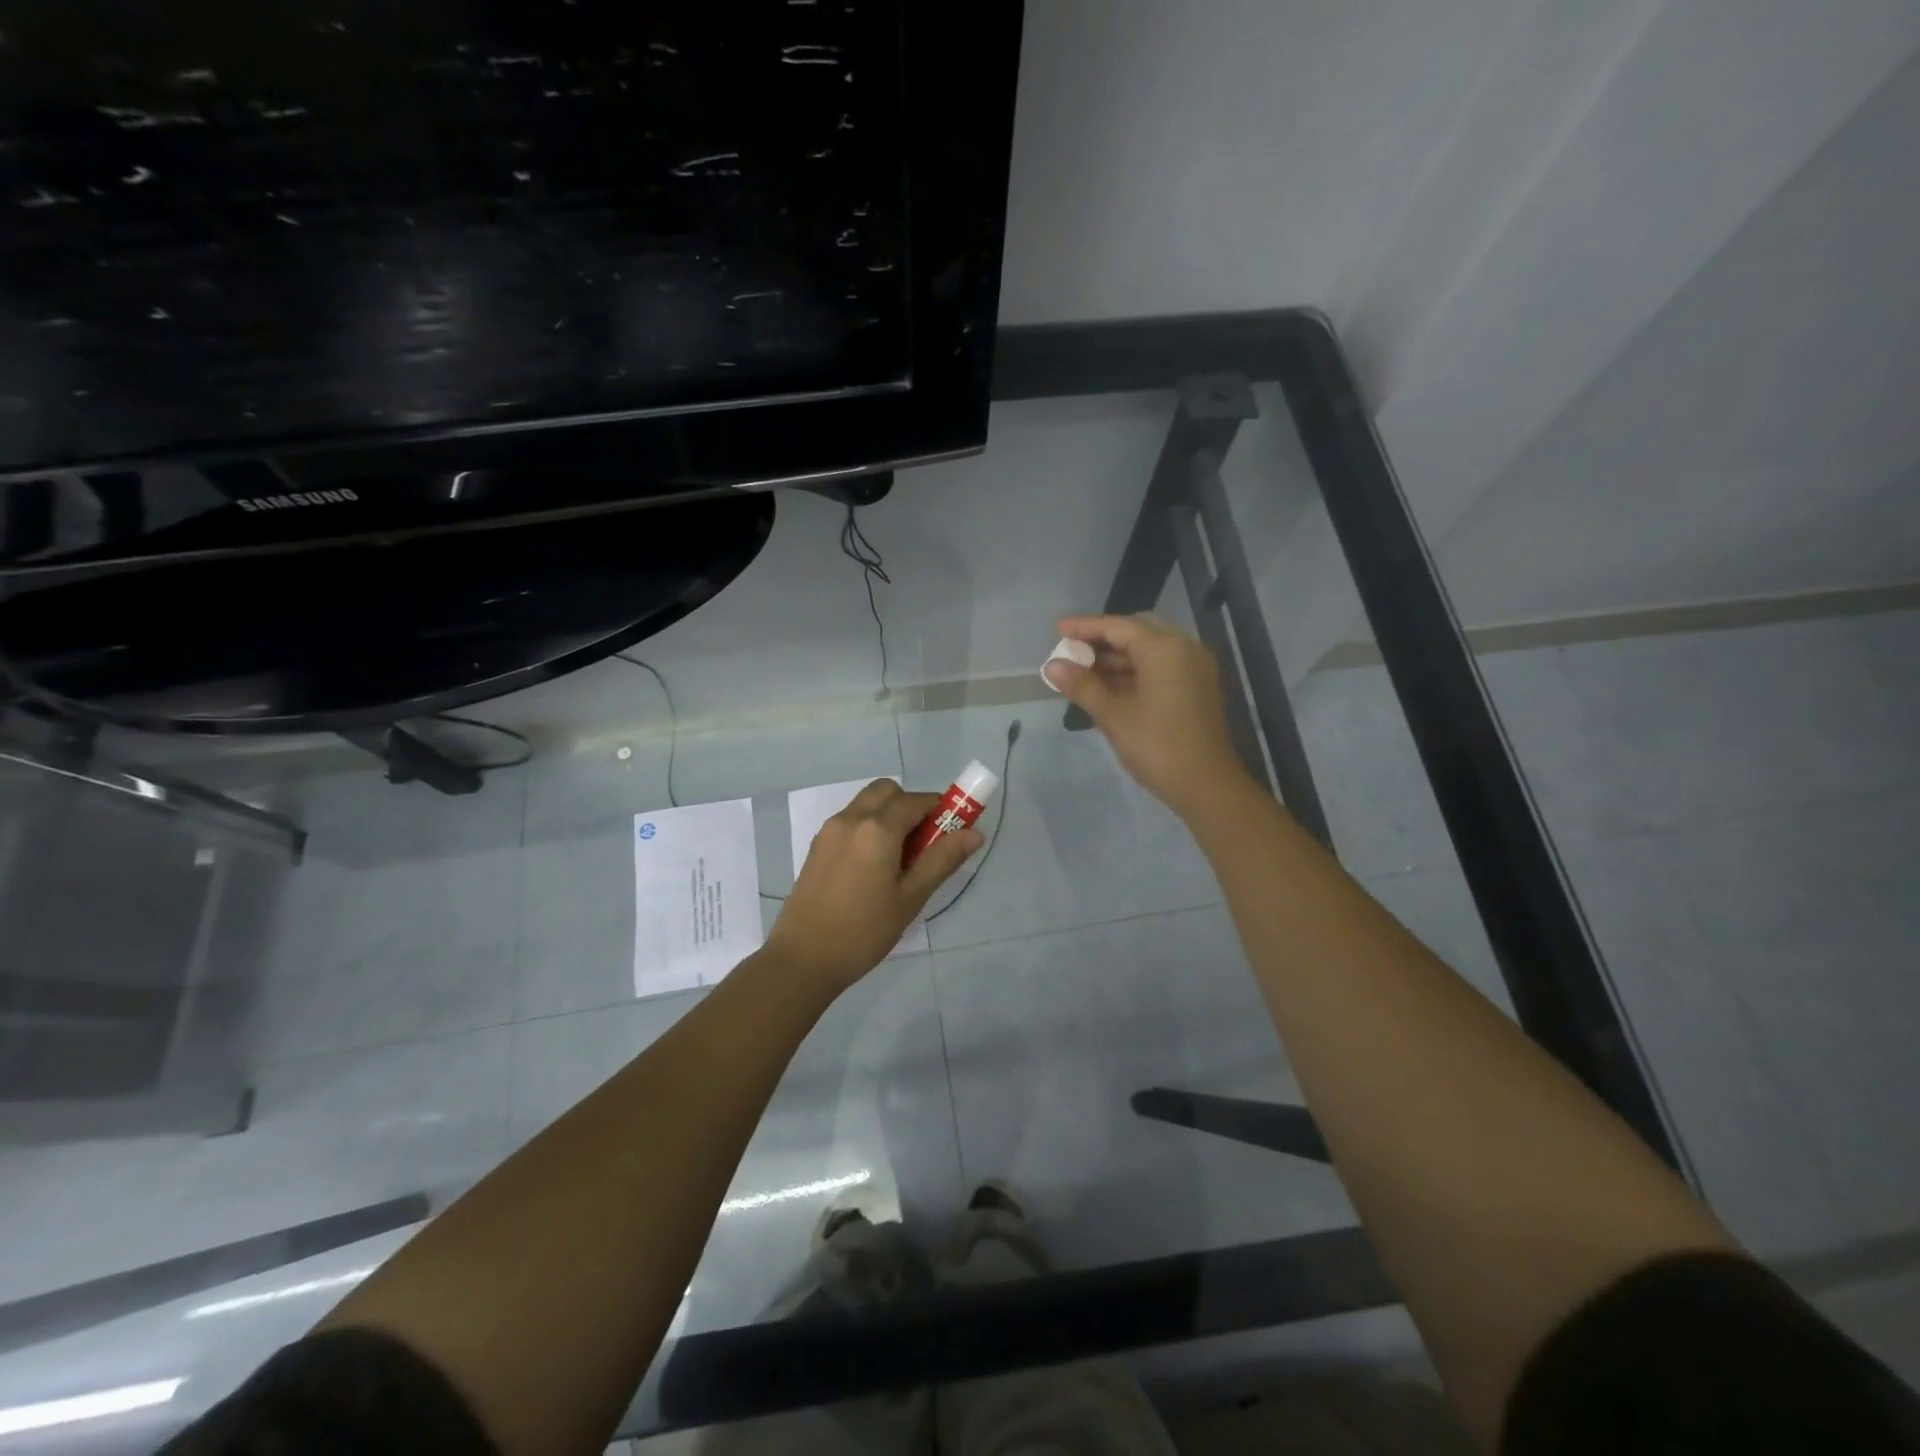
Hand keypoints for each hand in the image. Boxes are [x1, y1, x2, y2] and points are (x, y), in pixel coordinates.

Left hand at [762, 779, 981, 995]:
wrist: (802, 959)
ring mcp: (829, 831)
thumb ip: (942, 860)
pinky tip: (873, 868)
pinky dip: (868, 828)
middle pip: (887, 791)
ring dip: (888, 815)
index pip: (916, 801)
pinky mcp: (817, 847)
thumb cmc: (863, 931)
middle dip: (910, 806)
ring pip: (866, 803)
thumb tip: (973, 833)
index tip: (953, 831)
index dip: (940, 809)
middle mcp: (851, 819)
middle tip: (923, 843)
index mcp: (877, 829)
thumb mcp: (910, 898)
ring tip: (899, 859)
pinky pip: (850, 821)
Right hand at [1044, 613, 1250, 816]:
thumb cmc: (1157, 746)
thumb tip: (1051, 666)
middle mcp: (1184, 649)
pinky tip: (1108, 687)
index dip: (1084, 627)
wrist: (1207, 786)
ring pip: (1149, 651)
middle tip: (1072, 651)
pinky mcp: (1197, 688)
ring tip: (1082, 671)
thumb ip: (1082, 685)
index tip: (1057, 630)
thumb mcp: (1113, 715)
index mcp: (1164, 648)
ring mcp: (1194, 669)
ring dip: (1117, 658)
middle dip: (1102, 640)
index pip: (1117, 626)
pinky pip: (1161, 667)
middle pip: (1136, 632)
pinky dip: (1134, 671)